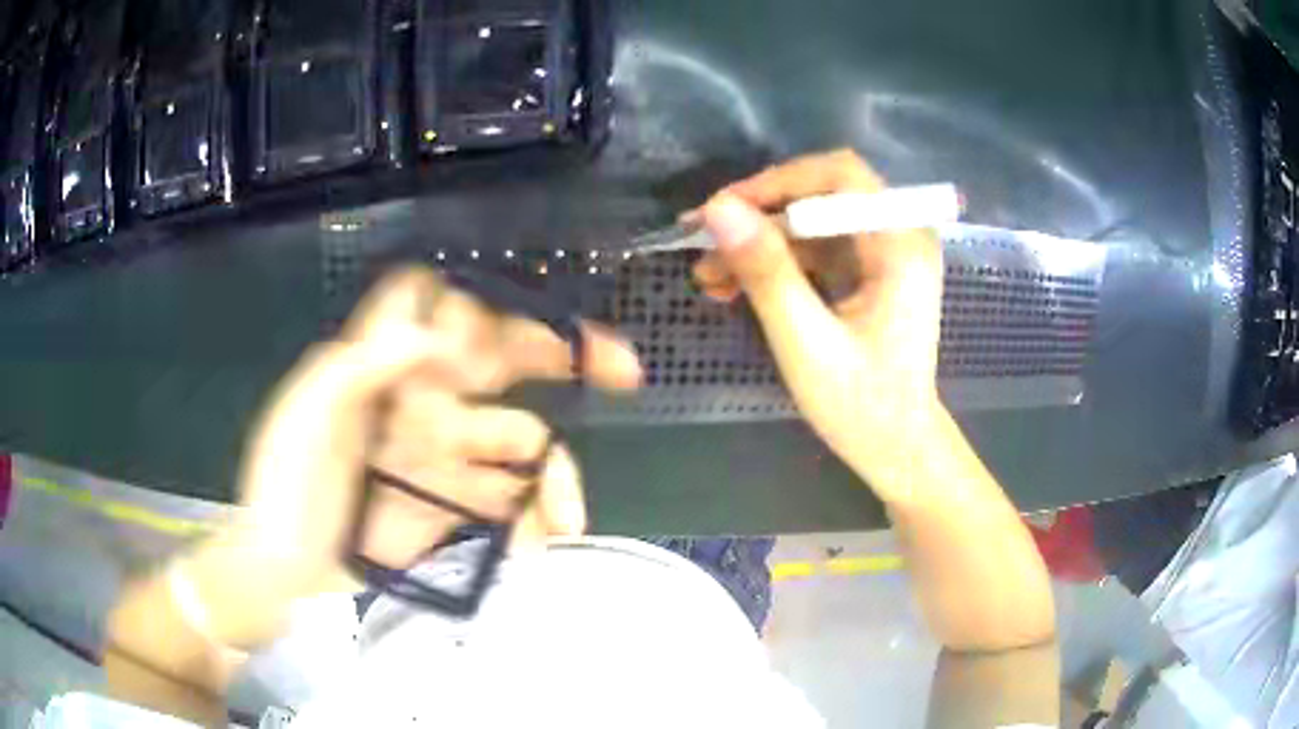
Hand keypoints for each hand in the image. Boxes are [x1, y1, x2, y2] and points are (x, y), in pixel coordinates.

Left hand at [222, 268, 642, 621]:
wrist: (284, 567)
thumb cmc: (285, 486)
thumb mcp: (306, 417)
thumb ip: (361, 366)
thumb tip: (438, 335)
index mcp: (387, 365)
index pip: (446, 310)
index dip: (486, 307)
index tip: (517, 331)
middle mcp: (425, 397)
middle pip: (503, 358)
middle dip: (564, 354)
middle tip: (622, 368)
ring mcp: (445, 452)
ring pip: (521, 439)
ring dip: (553, 474)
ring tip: (566, 519)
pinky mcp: (456, 503)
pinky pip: (512, 498)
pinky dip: (535, 518)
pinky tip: (543, 540)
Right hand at [692, 150, 944, 492]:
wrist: (897, 449)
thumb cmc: (862, 406)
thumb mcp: (807, 342)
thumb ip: (767, 272)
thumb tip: (718, 209)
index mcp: (901, 245)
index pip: (840, 176)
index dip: (778, 182)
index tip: (723, 211)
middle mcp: (899, 236)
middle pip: (823, 194)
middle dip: (761, 215)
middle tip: (704, 241)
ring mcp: (885, 254)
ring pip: (812, 222)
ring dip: (760, 242)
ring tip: (708, 275)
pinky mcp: (869, 272)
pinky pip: (816, 249)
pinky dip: (776, 263)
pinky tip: (734, 286)